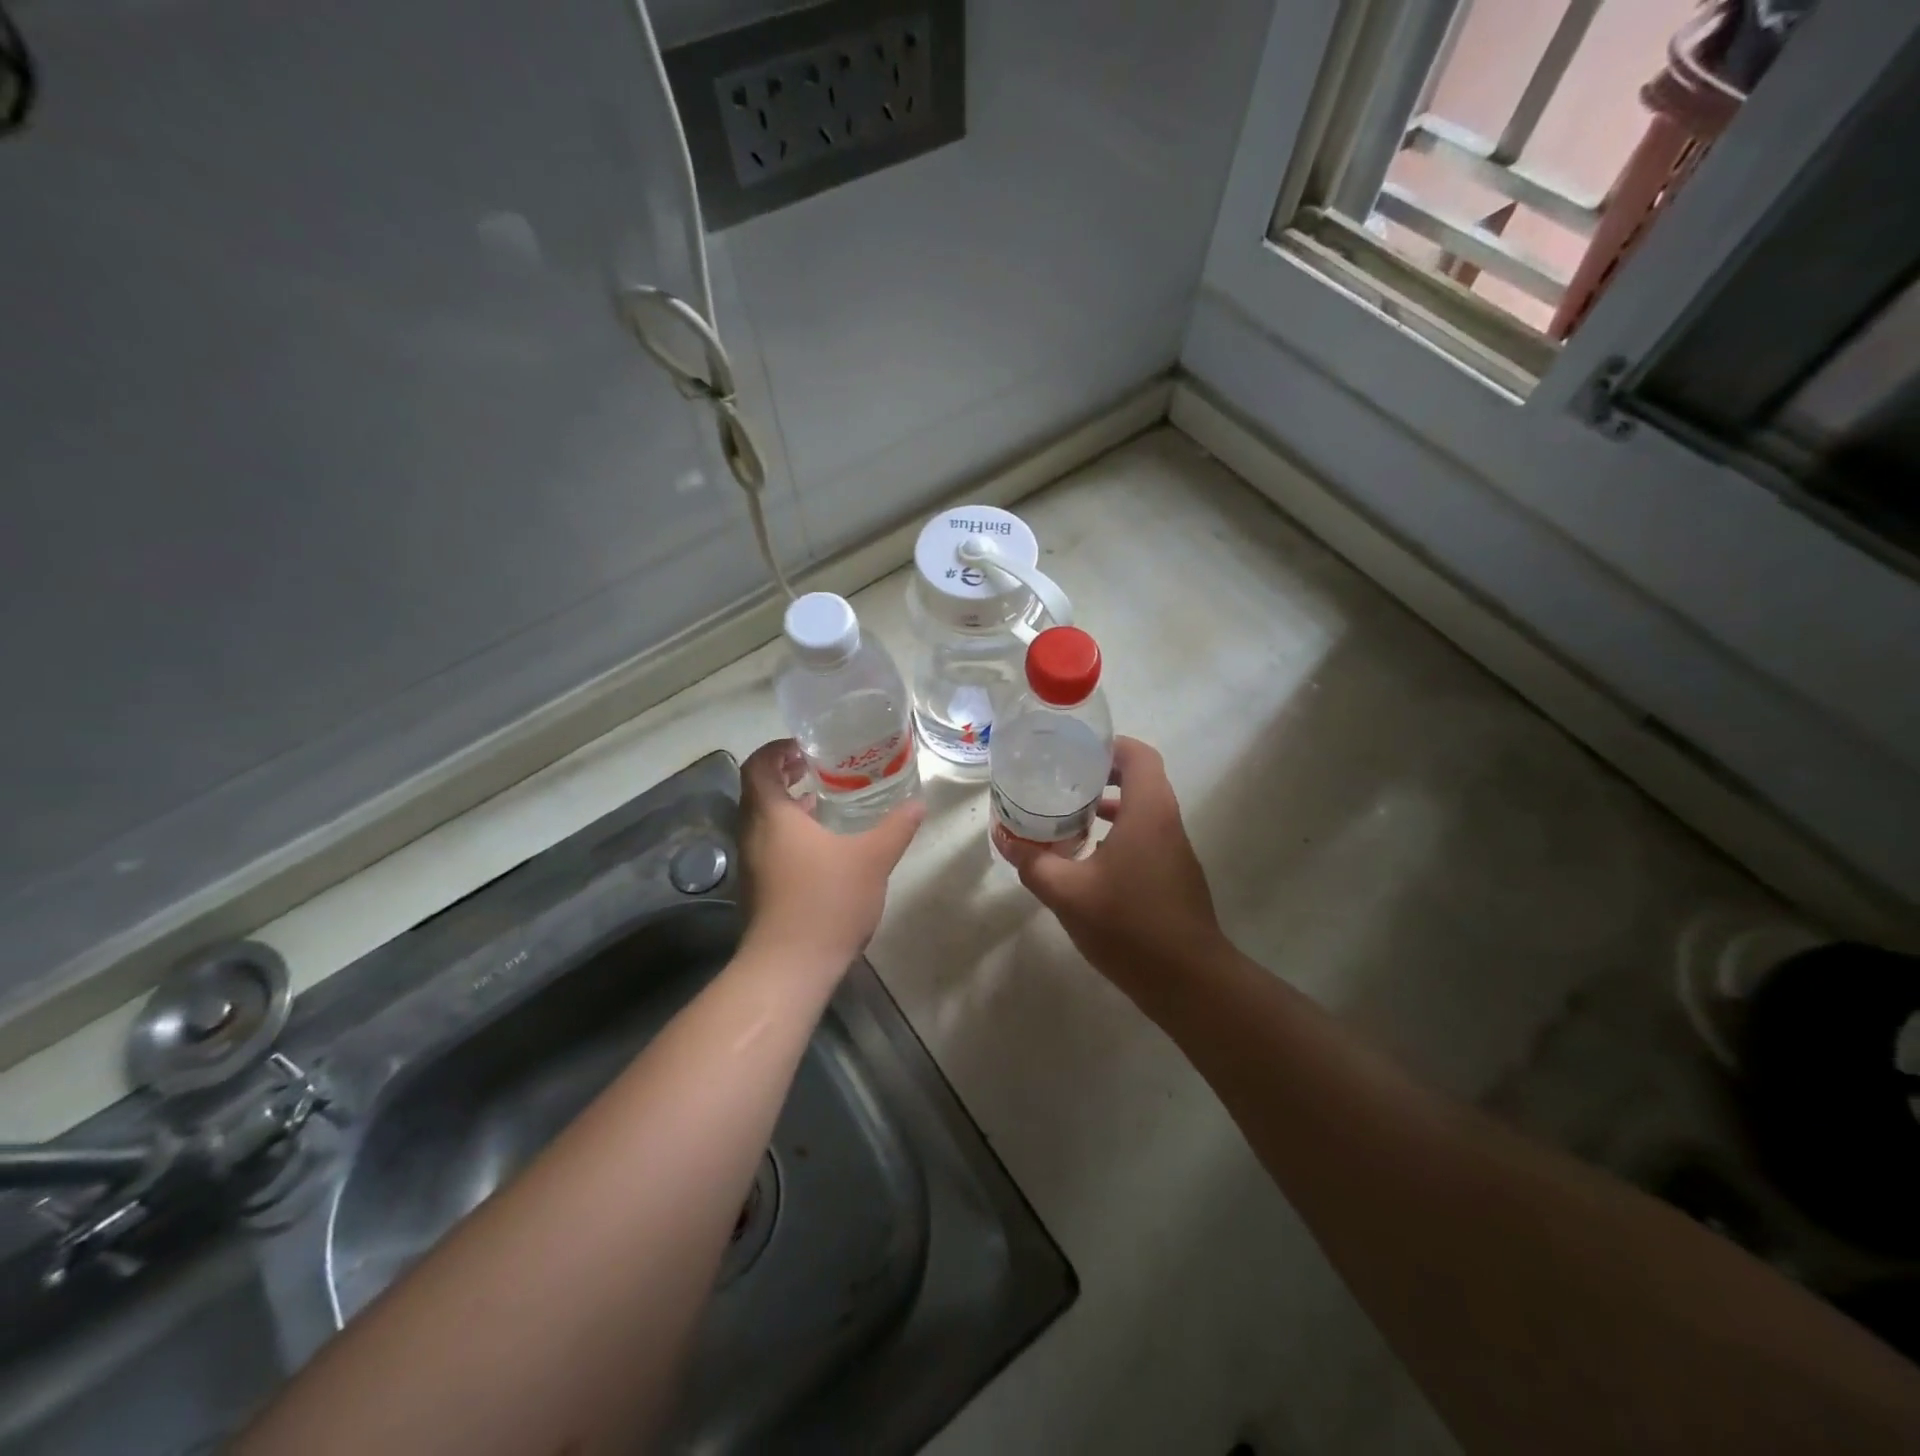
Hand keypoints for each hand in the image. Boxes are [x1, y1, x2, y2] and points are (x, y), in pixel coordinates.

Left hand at [738, 739, 924, 971]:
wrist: (789, 967)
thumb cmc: (827, 901)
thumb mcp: (872, 859)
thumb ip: (896, 828)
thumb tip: (918, 804)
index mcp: (771, 816)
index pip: (758, 765)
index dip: (777, 749)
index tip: (805, 745)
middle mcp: (752, 834)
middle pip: (757, 790)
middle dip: (784, 773)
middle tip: (818, 766)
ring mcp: (750, 864)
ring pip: (761, 820)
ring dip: (786, 804)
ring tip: (822, 799)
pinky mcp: (756, 888)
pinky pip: (766, 844)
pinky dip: (787, 831)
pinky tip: (820, 845)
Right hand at [993, 737, 1228, 1000]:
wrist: (1187, 981)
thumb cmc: (1129, 925)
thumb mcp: (1067, 892)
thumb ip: (1032, 862)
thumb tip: (1002, 837)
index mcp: (1148, 812)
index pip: (1138, 755)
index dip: (1108, 745)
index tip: (1073, 750)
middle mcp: (1166, 822)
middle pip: (1139, 778)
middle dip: (1100, 773)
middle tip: (1060, 778)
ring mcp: (1174, 850)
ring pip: (1142, 809)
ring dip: (1108, 805)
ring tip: (1066, 813)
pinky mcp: (1173, 875)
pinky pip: (1144, 836)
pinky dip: (1117, 832)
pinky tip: (1086, 857)